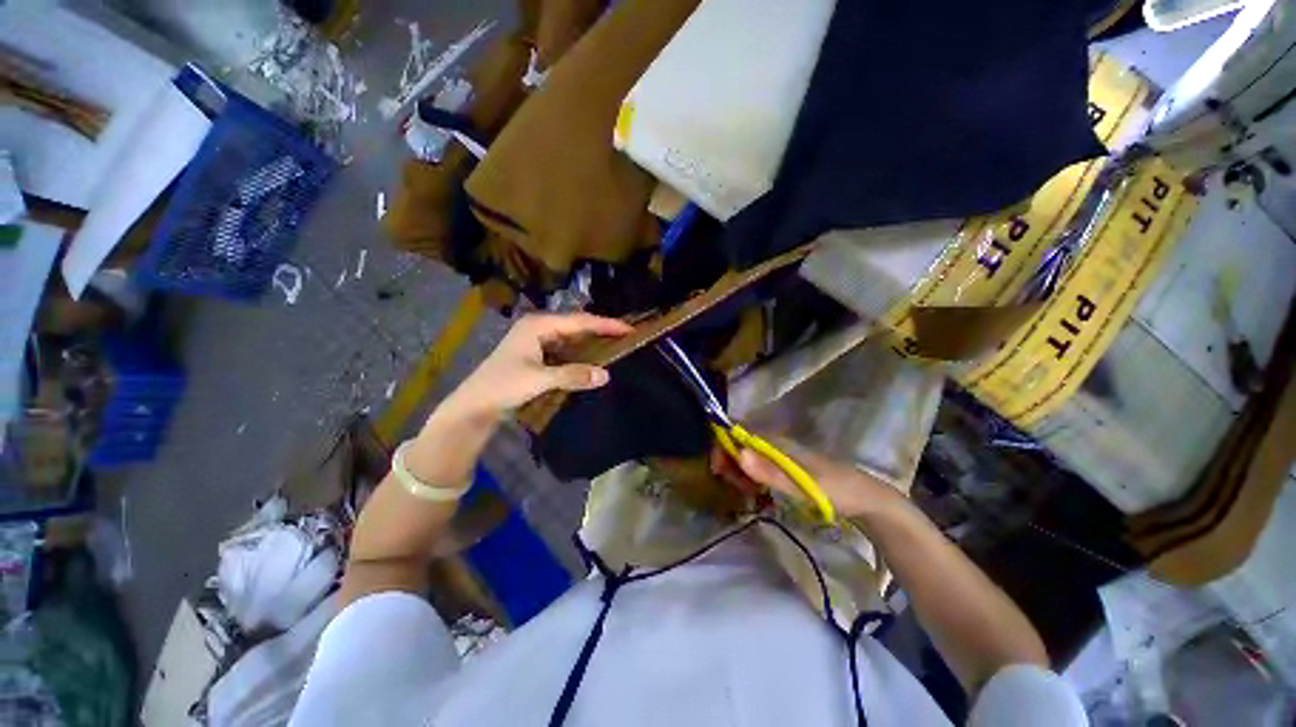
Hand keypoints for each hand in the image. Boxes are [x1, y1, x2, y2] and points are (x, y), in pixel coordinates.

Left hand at [449, 313, 632, 418]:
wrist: (475, 405)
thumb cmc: (503, 386)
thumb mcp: (539, 379)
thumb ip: (573, 375)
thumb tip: (606, 375)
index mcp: (538, 325)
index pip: (579, 321)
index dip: (605, 324)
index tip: (629, 329)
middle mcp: (539, 328)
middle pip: (577, 326)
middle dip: (601, 331)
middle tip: (627, 337)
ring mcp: (538, 342)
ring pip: (572, 338)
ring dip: (592, 343)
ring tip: (616, 347)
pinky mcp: (538, 356)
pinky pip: (566, 350)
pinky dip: (581, 354)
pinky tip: (594, 360)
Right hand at [712, 435, 901, 518]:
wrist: (867, 500)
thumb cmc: (836, 489)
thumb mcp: (803, 485)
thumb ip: (770, 472)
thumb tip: (739, 453)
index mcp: (778, 443)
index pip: (740, 434)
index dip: (724, 446)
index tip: (718, 469)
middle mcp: (776, 445)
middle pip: (741, 445)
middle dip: (730, 463)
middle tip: (735, 486)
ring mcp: (781, 456)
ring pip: (748, 457)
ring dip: (739, 472)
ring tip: (746, 492)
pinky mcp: (785, 468)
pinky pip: (759, 468)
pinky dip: (751, 478)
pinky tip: (756, 492)